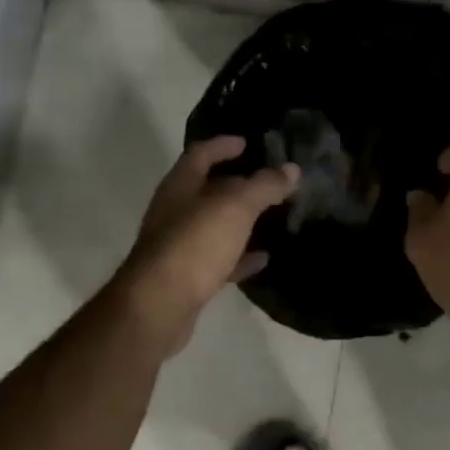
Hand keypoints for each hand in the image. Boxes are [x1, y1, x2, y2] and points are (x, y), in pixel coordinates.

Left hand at [114, 137, 298, 354]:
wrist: (158, 306)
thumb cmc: (194, 244)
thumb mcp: (236, 207)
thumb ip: (264, 186)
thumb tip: (291, 169)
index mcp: (180, 186)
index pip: (200, 154)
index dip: (223, 145)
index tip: (247, 142)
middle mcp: (174, 211)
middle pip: (206, 189)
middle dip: (236, 182)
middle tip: (268, 179)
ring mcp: (178, 245)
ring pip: (213, 224)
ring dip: (239, 219)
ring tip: (271, 215)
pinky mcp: (186, 277)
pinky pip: (218, 259)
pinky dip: (240, 255)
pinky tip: (264, 257)